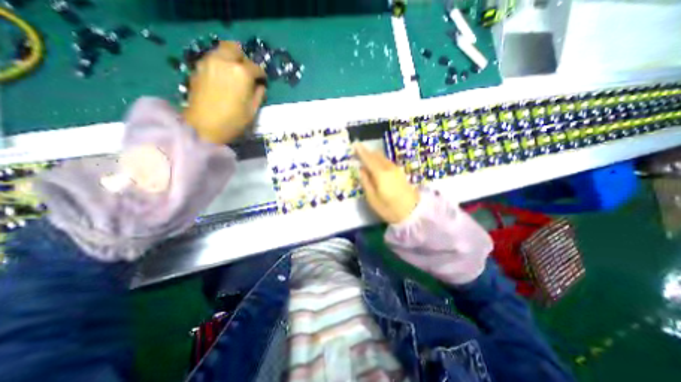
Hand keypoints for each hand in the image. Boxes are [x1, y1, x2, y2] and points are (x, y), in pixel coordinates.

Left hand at [183, 40, 267, 143]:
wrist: (204, 126)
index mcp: (242, 73)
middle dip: (244, 59)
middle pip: (235, 49)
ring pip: (222, 51)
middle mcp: (225, 61)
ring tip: (234, 74)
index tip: (263, 81)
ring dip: (230, 59)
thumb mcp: (252, 110)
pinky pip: (212, 59)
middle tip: (247, 73)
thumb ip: (259, 95)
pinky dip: (220, 64)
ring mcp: (209, 62)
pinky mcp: (198, 68)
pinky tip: (223, 78)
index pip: (256, 67)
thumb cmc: (233, 121)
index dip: (261, 75)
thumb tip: (260, 86)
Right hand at [355, 143, 418, 224]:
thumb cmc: (389, 208)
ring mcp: (396, 169)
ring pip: (383, 158)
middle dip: (367, 153)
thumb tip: (361, 169)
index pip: (368, 159)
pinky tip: (377, 166)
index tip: (355, 144)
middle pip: (376, 155)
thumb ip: (366, 182)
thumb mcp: (372, 198)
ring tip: (366, 160)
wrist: (413, 213)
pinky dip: (380, 161)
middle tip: (358, 153)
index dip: (361, 151)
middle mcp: (389, 168)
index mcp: (380, 174)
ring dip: (374, 157)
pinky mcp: (400, 172)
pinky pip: (387, 162)